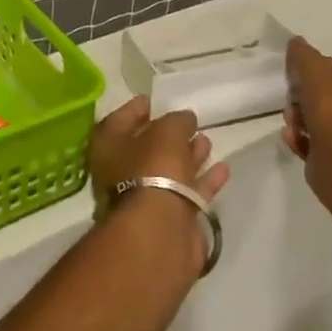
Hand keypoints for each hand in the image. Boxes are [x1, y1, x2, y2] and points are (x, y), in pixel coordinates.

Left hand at [88, 97, 230, 203]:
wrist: (160, 230)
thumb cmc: (154, 168)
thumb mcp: (167, 132)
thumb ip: (177, 121)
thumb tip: (185, 118)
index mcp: (108, 147)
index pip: (120, 120)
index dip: (136, 109)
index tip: (153, 100)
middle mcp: (121, 172)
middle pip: (146, 148)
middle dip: (167, 135)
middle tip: (188, 121)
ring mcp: (146, 197)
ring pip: (169, 171)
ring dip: (188, 156)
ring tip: (207, 139)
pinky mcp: (170, 217)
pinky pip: (189, 191)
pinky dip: (204, 180)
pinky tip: (223, 168)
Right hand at [282, 36, 331, 208]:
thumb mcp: (316, 74)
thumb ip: (303, 56)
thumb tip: (295, 42)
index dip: (312, 71)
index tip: (295, 80)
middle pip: (328, 93)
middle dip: (303, 99)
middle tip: (293, 106)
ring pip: (321, 118)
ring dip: (299, 120)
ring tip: (292, 128)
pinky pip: (321, 141)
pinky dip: (305, 140)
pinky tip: (295, 141)